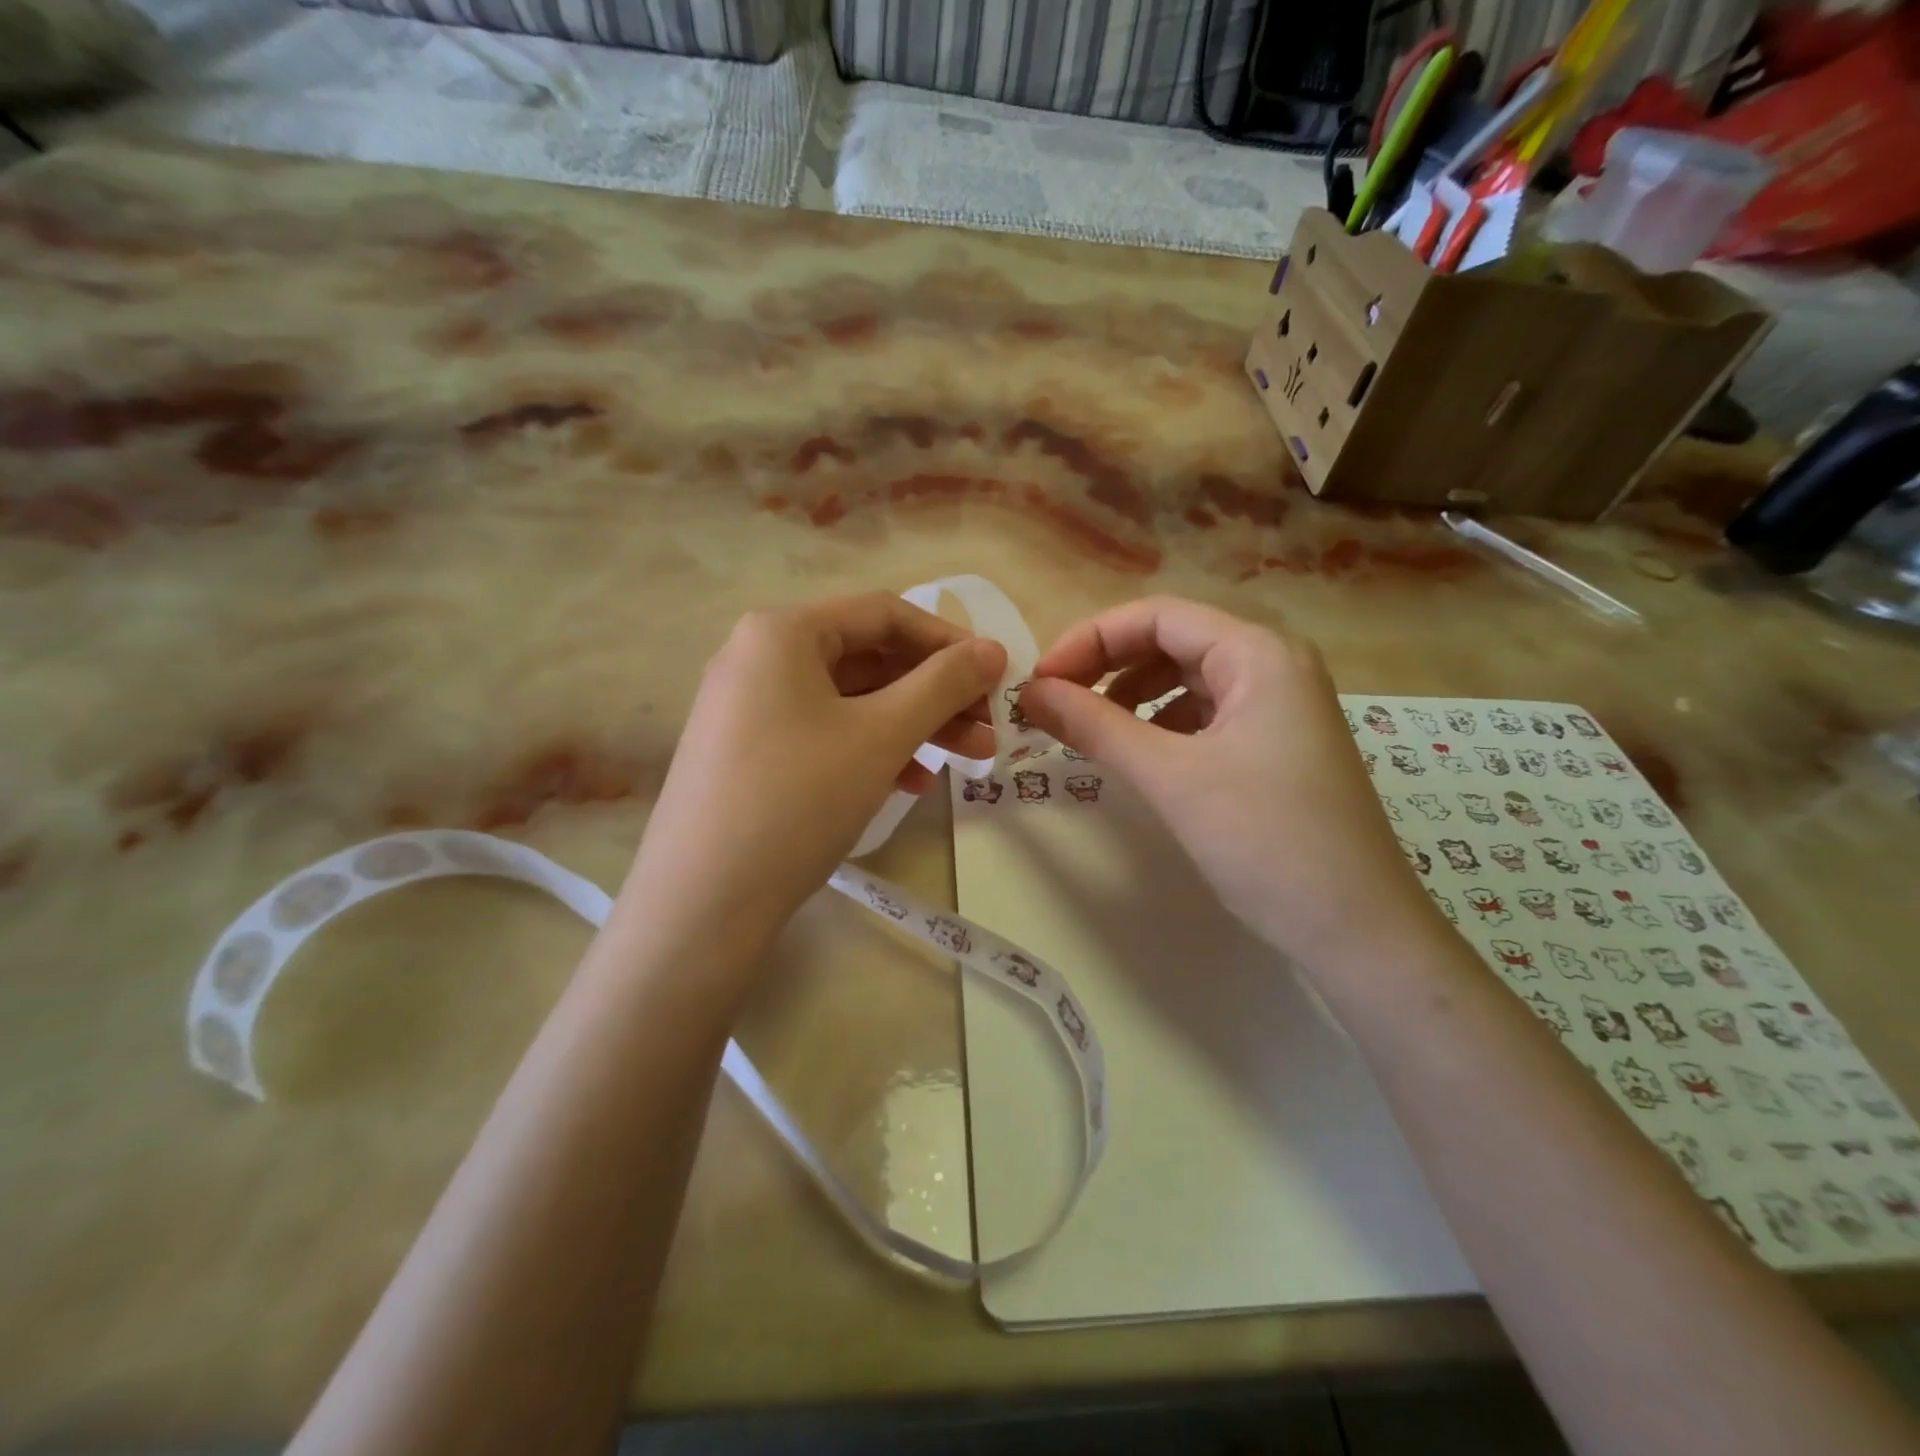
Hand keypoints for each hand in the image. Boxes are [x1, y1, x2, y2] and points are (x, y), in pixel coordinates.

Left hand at [621, 594, 1006, 960]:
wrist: (701, 904)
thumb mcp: (881, 736)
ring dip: (912, 725)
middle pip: (868, 659)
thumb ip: (943, 684)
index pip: (883, 614)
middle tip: (988, 728)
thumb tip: (994, 649)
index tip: (995, 676)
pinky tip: (910, 783)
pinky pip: (824, 733)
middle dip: (936, 693)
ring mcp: (748, 707)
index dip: (948, 641)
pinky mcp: (748, 753)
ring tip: (965, 761)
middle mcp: (758, 657)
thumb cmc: (798, 800)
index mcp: (781, 632)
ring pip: (850, 701)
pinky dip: (872, 750)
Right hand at [1018, 596, 1446, 973]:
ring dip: (1131, 695)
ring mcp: (1279, 706)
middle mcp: (1273, 665)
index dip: (1090, 639)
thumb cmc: (1266, 841)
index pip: (1157, 616)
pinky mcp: (1275, 745)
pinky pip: (1204, 714)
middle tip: (1054, 704)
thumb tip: (1030, 692)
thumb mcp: (1171, 777)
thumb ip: (1095, 726)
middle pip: (1172, 641)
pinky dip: (1161, 724)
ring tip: (1088, 728)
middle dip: (1107, 666)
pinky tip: (1137, 752)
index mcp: (1258, 653)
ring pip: (1187, 679)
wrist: (1357, 930)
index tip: (1041, 682)